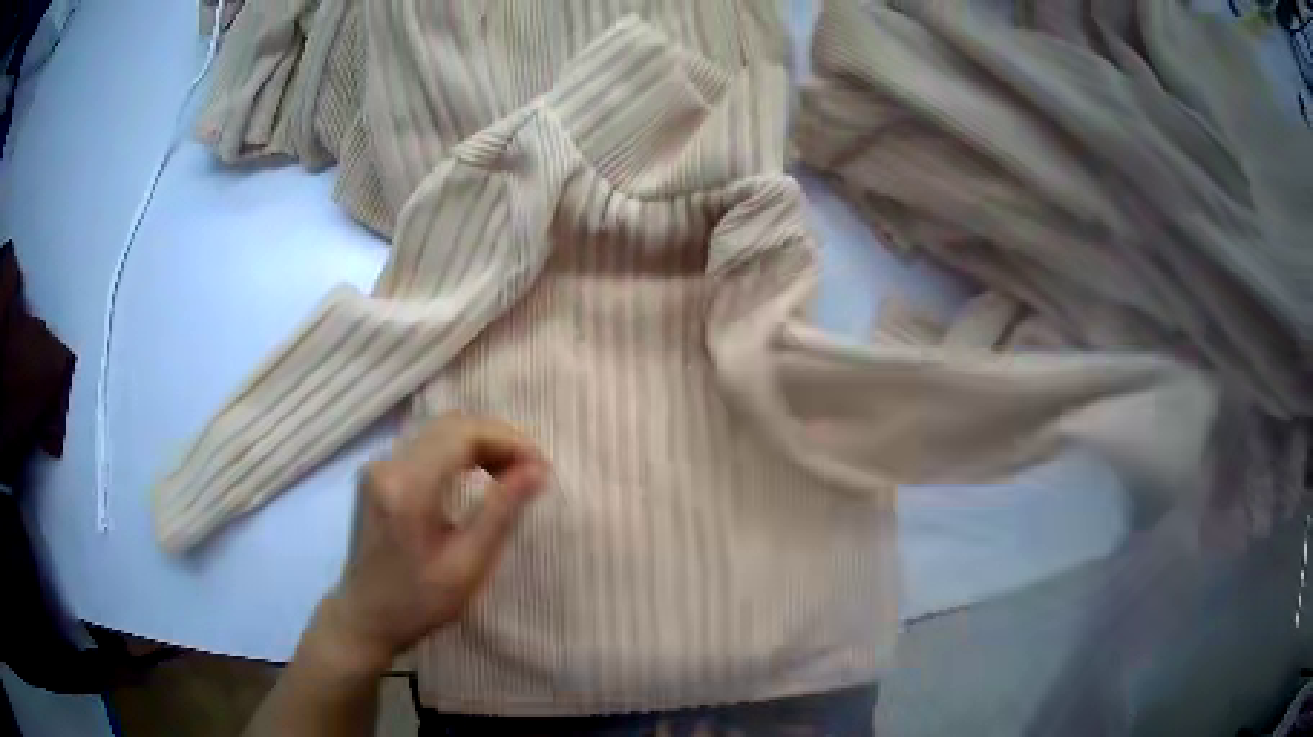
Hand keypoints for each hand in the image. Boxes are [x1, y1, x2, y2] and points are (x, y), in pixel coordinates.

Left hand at [316, 413, 548, 673]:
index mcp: (407, 487)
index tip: (541, 468)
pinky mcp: (378, 474)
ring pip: (439, 432)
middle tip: (531, 472)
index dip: (508, 441)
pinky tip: (479, 476)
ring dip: (480, 444)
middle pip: (451, 425)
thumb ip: (500, 512)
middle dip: (498, 440)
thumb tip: (537, 470)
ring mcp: (378, 466)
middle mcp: (387, 464)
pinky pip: (426, 446)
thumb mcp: (467, 566)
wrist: (364, 617)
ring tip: (511, 475)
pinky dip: (459, 453)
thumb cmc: (418, 602)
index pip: (463, 434)